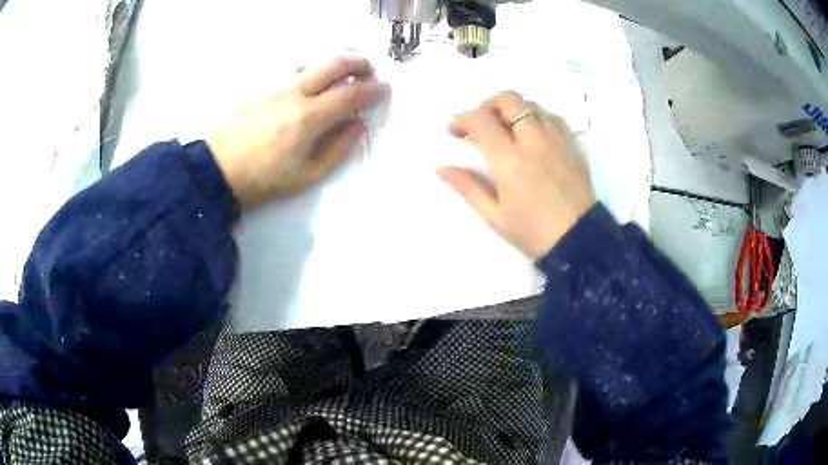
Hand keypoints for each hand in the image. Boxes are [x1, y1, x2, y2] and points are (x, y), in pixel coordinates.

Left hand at [208, 54, 389, 206]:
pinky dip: (311, 67)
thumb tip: (357, 125)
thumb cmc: (262, 178)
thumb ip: (337, 149)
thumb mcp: (306, 175)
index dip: (373, 89)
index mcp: (308, 118)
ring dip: (336, 59)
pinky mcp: (261, 84)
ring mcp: (275, 84)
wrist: (216, 168)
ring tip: (345, 69)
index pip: (350, 93)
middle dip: (359, 61)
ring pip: (313, 59)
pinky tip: (312, 78)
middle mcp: (294, 92)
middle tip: (368, 70)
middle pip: (335, 62)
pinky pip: (293, 67)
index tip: (384, 89)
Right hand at [438, 92, 595, 258]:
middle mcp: (533, 140)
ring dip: (512, 110)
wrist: (579, 241)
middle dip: (487, 105)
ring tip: (506, 129)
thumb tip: (440, 168)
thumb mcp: (494, 216)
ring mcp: (556, 139)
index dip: (461, 119)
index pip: (480, 120)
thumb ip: (467, 187)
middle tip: (480, 123)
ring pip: (530, 104)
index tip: (454, 130)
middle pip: (507, 100)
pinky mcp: (572, 144)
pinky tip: (533, 135)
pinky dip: (536, 117)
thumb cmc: (533, 232)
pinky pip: (552, 117)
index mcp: (509, 160)